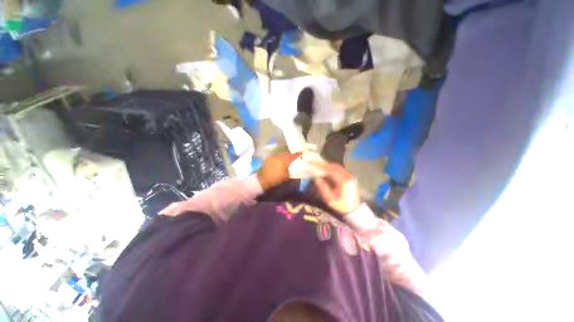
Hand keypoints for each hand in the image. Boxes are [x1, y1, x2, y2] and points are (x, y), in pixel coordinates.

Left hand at [257, 152, 300, 190]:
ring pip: (282, 153)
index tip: (301, 153)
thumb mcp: (286, 176)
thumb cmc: (276, 179)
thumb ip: (292, 170)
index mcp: (284, 160)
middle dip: (291, 154)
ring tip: (288, 158)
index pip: (293, 155)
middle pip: (287, 153)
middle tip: (295, 156)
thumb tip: (296, 168)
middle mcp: (279, 156)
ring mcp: (273, 156)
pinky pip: (277, 155)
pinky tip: (281, 159)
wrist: (263, 180)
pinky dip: (280, 156)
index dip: (298, 154)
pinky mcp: (269, 157)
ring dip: (285, 155)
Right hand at [313, 162, 360, 213]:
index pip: (331, 170)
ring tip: (320, 165)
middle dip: (325, 164)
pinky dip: (333, 168)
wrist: (353, 209)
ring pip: (338, 167)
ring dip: (329, 165)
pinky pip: (340, 169)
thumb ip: (323, 187)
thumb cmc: (340, 205)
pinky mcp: (349, 177)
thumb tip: (316, 178)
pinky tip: (327, 169)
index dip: (322, 166)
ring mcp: (349, 176)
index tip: (314, 164)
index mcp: (343, 181)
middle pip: (335, 166)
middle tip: (315, 163)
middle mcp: (347, 176)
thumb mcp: (329, 199)